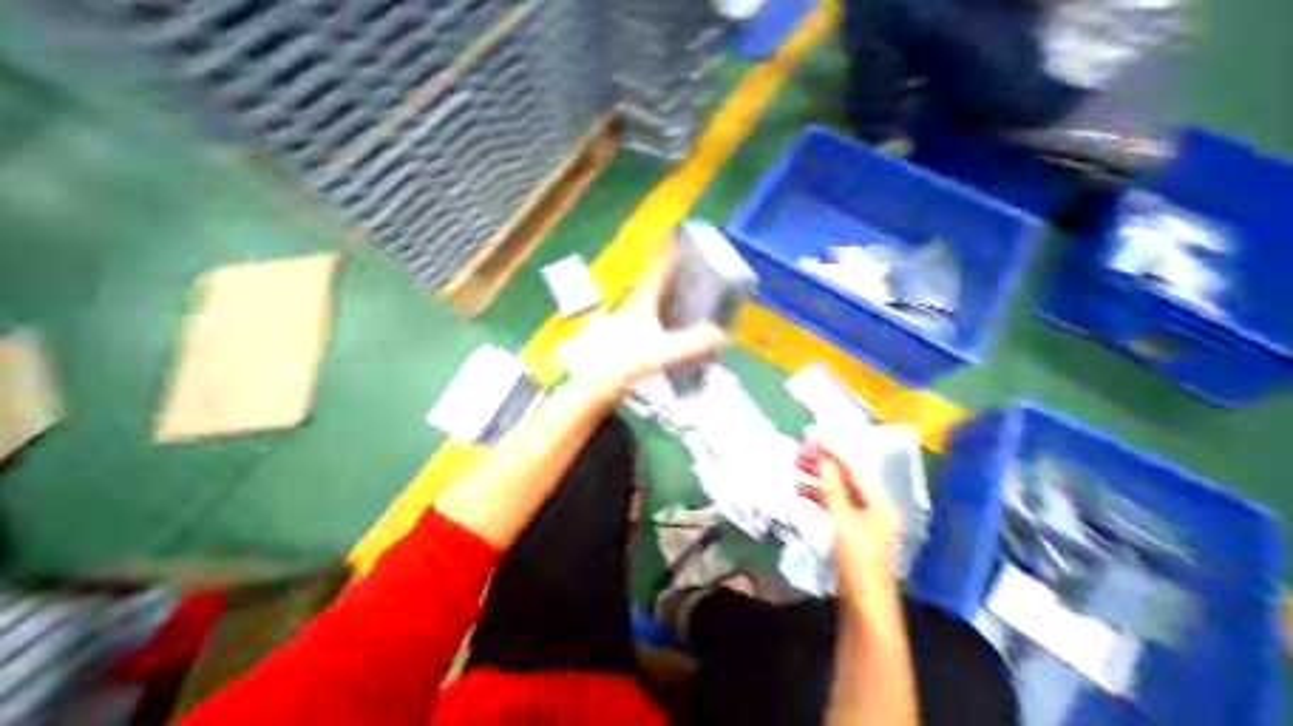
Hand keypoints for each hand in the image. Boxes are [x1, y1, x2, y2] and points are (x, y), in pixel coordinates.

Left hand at [573, 242, 726, 405]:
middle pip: (657, 277)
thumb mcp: (662, 351)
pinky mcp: (634, 331)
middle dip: (674, 267)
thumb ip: (691, 343)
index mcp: (643, 299)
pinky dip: (668, 307)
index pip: (657, 266)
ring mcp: (634, 317)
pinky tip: (680, 318)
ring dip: (671, 287)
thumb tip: (722, 336)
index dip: (669, 249)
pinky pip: (655, 311)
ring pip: (655, 294)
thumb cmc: (626, 360)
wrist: (600, 380)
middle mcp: (637, 303)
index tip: (681, 234)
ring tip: (692, 286)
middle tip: (696, 264)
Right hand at [810, 444, 900, 601]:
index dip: (834, 451)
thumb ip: (832, 486)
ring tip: (796, 465)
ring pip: (838, 488)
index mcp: (879, 501)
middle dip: (823, 462)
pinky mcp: (852, 528)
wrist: (864, 603)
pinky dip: (818, 494)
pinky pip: (834, 503)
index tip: (813, 438)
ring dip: (818, 477)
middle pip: (846, 476)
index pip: (855, 467)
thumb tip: (823, 458)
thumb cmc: (856, 558)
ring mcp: (864, 517)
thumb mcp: (841, 518)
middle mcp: (874, 505)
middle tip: (800, 450)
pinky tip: (800, 489)